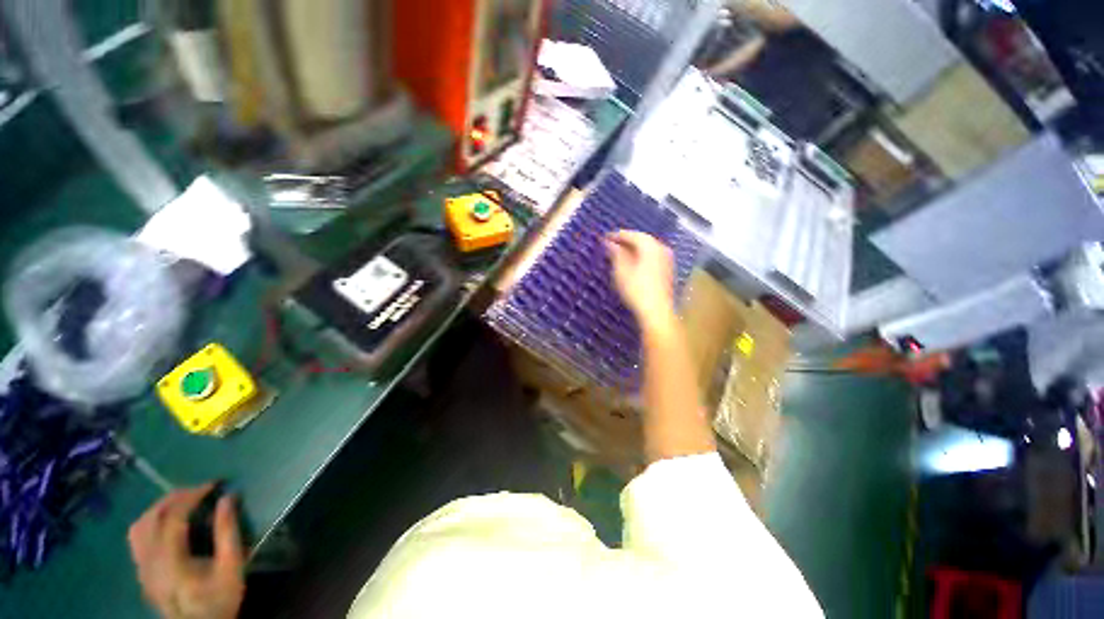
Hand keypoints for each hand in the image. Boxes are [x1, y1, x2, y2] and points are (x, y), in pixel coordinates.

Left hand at [128, 484, 244, 618]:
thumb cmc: (218, 599)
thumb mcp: (231, 567)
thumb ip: (228, 532)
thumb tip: (228, 498)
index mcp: (170, 559)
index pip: (173, 516)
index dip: (192, 495)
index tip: (214, 484)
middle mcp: (149, 560)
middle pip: (152, 517)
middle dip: (175, 498)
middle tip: (200, 491)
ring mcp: (141, 567)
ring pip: (139, 526)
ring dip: (160, 508)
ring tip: (182, 503)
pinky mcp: (141, 571)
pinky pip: (137, 538)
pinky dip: (150, 522)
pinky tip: (166, 524)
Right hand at [605, 230, 675, 323]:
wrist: (656, 311)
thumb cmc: (636, 290)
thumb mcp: (621, 271)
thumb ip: (616, 254)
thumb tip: (610, 243)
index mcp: (650, 246)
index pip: (632, 235)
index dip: (618, 235)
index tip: (605, 237)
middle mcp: (661, 249)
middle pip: (642, 240)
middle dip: (627, 241)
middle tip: (612, 245)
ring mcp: (667, 260)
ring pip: (648, 249)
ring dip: (634, 249)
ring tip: (620, 254)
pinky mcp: (667, 271)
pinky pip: (652, 257)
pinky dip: (641, 257)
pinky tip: (633, 264)